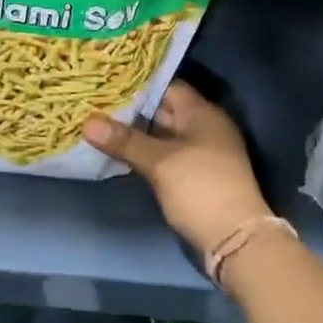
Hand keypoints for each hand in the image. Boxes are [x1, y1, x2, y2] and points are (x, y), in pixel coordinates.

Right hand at [83, 82, 272, 253]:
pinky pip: (166, 155)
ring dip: (136, 134)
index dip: (137, 85)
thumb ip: (125, 140)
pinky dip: (145, 153)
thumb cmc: (199, 188)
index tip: (106, 84)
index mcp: (202, 113)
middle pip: (164, 110)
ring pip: (162, 135)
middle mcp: (204, 127)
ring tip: (99, 126)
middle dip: (131, 110)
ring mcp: (201, 153)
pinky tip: (119, 154)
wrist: (235, 239)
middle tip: (94, 104)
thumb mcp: (159, 162)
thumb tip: (88, 122)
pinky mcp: (196, 176)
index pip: (166, 86)